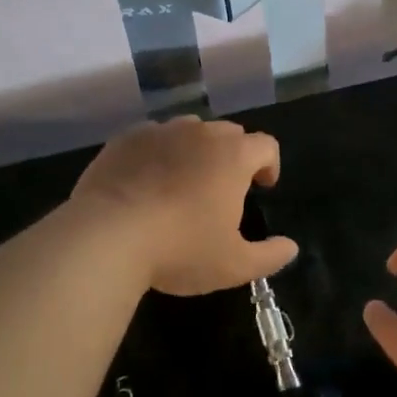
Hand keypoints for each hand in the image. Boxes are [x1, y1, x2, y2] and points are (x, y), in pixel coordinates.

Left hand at [71, 117, 297, 296]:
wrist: (106, 237)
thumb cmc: (180, 249)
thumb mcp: (233, 265)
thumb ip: (269, 256)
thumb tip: (291, 247)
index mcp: (234, 156)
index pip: (266, 145)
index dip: (270, 164)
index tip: (262, 186)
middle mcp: (201, 133)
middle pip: (229, 133)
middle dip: (234, 155)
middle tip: (223, 187)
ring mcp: (161, 131)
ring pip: (189, 130)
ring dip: (196, 149)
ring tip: (184, 180)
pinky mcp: (126, 138)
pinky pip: (152, 137)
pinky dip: (158, 152)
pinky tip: (146, 180)